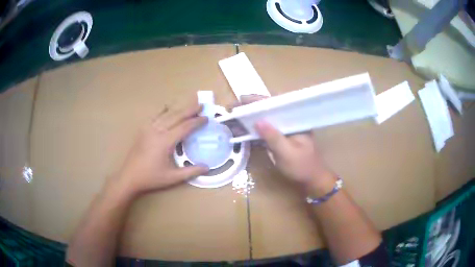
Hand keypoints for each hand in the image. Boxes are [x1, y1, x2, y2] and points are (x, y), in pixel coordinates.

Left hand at [113, 101, 208, 198]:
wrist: (129, 176)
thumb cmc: (151, 177)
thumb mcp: (172, 177)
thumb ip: (191, 172)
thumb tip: (207, 167)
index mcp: (165, 142)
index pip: (184, 127)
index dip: (196, 122)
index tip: (206, 118)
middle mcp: (157, 131)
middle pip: (176, 116)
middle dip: (189, 110)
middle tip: (200, 104)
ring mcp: (148, 129)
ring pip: (166, 115)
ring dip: (178, 109)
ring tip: (188, 105)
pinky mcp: (143, 130)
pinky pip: (154, 116)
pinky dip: (162, 111)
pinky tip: (166, 107)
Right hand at [235, 95, 335, 191]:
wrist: (312, 179)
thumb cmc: (302, 167)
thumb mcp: (287, 154)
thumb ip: (274, 137)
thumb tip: (257, 121)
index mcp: (296, 119)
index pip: (276, 103)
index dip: (258, 100)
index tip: (241, 99)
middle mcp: (290, 120)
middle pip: (268, 108)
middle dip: (250, 107)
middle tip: (232, 108)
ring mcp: (285, 128)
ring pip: (265, 118)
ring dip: (250, 118)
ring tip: (233, 118)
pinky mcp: (280, 137)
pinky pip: (266, 129)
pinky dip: (254, 129)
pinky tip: (242, 131)